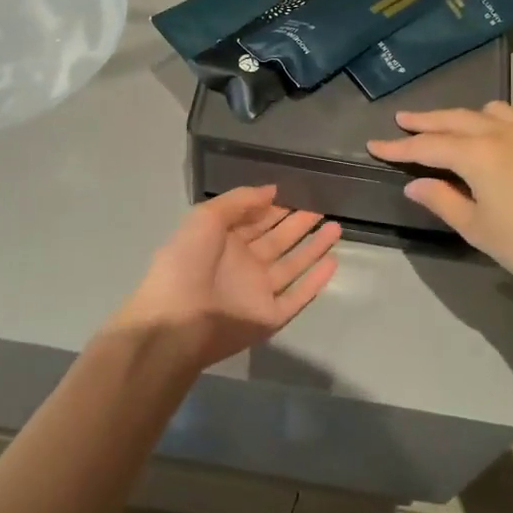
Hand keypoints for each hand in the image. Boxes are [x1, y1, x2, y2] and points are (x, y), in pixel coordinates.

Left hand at [108, 186, 341, 370]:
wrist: (176, 322)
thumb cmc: (185, 263)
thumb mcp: (205, 218)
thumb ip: (239, 201)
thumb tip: (273, 190)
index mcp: (223, 242)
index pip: (255, 221)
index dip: (276, 207)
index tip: (300, 192)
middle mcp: (243, 265)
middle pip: (277, 241)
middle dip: (298, 224)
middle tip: (322, 208)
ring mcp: (257, 292)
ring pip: (292, 266)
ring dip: (313, 248)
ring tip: (336, 228)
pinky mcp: (269, 317)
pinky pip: (297, 296)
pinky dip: (314, 281)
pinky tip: (332, 262)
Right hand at [368, 102, 512, 291]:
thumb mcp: (479, 230)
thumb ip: (443, 201)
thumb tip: (414, 184)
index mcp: (478, 155)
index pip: (428, 146)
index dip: (399, 147)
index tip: (374, 145)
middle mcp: (502, 134)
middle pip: (455, 120)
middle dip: (425, 121)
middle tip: (402, 119)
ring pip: (489, 112)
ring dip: (462, 116)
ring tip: (449, 125)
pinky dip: (493, 121)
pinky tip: (496, 137)